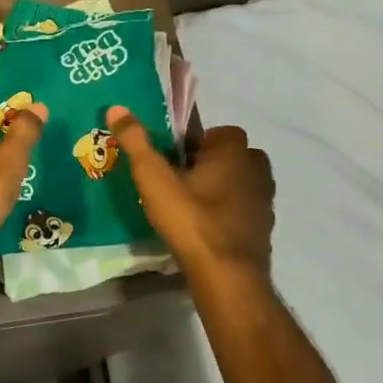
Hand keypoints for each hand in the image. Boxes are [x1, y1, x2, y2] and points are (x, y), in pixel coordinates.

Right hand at [107, 106, 273, 276]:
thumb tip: (117, 107)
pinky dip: (230, 214)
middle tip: (182, 181)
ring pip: (243, 184)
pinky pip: (246, 211)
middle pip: (234, 157)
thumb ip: (136, 142)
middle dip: (212, 164)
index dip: (197, 143)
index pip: (219, 132)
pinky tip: (207, 229)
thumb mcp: (154, 179)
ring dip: (223, 189)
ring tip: (193, 206)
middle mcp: (256, 170)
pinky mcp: (265, 229)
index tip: (174, 159)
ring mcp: (264, 201)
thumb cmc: (191, 219)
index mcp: (233, 151)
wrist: (227, 275)